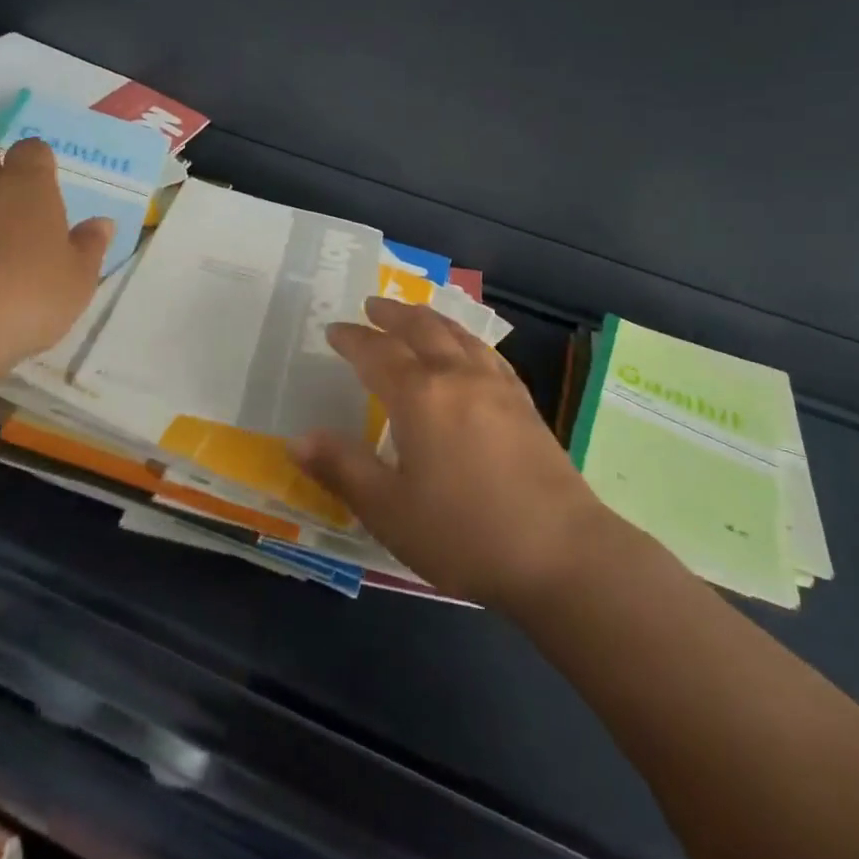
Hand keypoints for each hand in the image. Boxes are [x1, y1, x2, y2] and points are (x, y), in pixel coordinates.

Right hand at [292, 297, 605, 608]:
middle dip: (393, 314)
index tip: (334, 330)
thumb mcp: (389, 511)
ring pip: (458, 334)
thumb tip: (297, 439)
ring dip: (430, 319)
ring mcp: (497, 386)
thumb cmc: (464, 533)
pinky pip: (488, 353)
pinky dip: (466, 339)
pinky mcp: (525, 403)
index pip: (377, 353)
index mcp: (420, 396)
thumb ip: (342, 469)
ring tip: (415, 315)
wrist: (561, 552)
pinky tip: (469, 351)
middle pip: (421, 329)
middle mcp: (458, 376)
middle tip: (372, 305)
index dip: (352, 339)